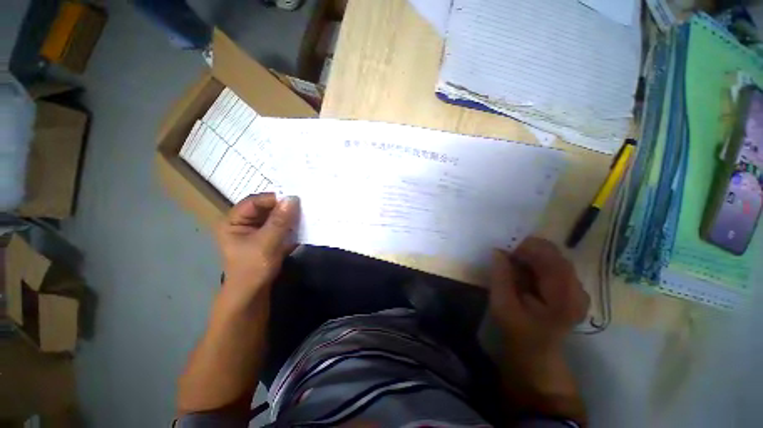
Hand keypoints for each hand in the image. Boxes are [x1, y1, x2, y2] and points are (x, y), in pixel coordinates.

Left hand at [216, 193, 299, 303]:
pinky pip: (280, 226)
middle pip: (266, 208)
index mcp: (233, 221)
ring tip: (305, 214)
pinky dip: (291, 225)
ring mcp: (256, 231)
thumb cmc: (253, 268)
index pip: (254, 202)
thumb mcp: (266, 243)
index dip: (274, 199)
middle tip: (303, 205)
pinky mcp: (268, 238)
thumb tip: (293, 198)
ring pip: (275, 217)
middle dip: (284, 208)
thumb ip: (280, 221)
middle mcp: (243, 223)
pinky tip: (302, 224)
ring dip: (289, 217)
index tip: (295, 199)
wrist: (253, 294)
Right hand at [489, 237, 588, 355]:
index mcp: (564, 297)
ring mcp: (578, 289)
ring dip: (532, 255)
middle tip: (507, 255)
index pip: (551, 258)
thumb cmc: (518, 332)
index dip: (527, 248)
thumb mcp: (503, 306)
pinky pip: (555, 265)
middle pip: (555, 255)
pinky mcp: (573, 289)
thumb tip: (498, 251)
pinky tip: (525, 271)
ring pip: (555, 258)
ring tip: (513, 263)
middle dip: (528, 249)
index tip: (505, 249)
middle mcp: (577, 290)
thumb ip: (501, 277)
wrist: (536, 353)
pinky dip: (538, 262)